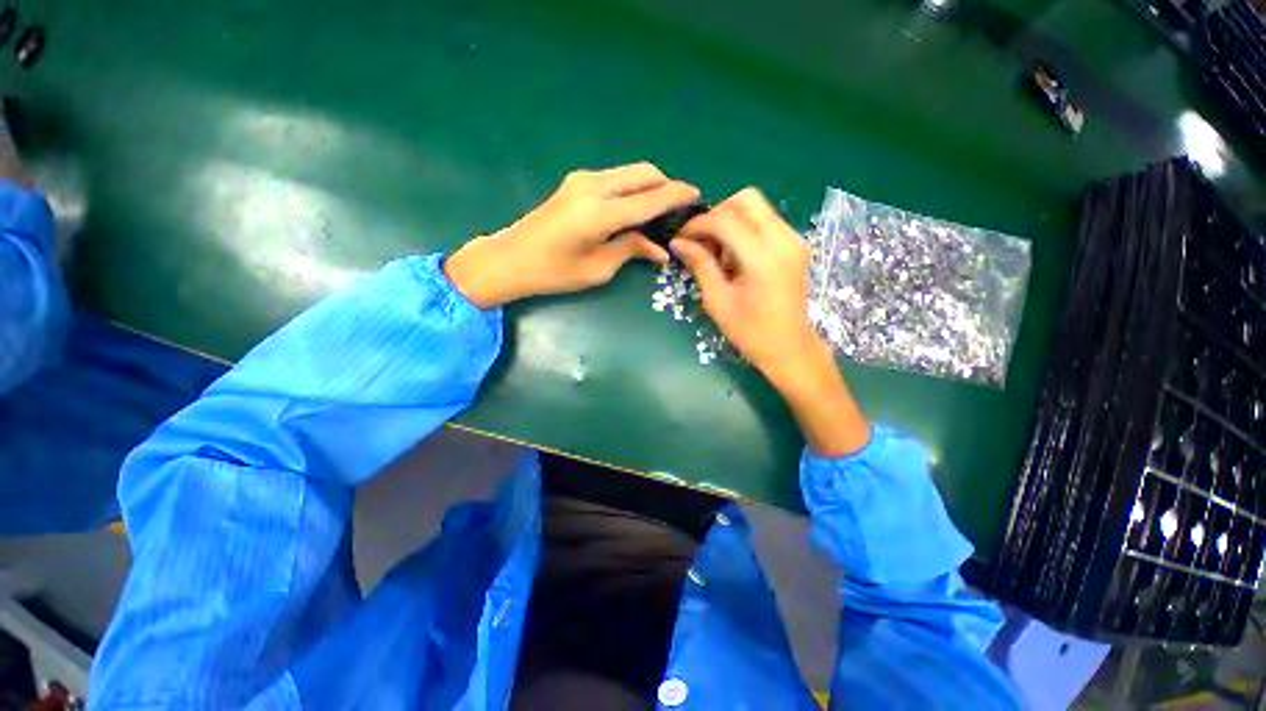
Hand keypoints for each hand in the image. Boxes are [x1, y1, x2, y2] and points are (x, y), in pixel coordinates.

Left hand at [445, 163, 699, 307]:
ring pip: (630, 172)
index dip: (678, 195)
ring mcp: (583, 179)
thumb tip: (662, 250)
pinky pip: (616, 177)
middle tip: (680, 207)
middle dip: (667, 185)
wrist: (511, 258)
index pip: (651, 197)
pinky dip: (633, 187)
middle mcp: (594, 186)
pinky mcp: (576, 181)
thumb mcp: (599, 268)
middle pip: (644, 173)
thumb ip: (633, 250)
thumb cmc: (555, 272)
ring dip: (650, 184)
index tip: (698, 196)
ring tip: (661, 209)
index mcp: (601, 213)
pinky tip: (636, 207)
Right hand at [672, 188, 869, 455]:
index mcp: (762, 257)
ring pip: (757, 207)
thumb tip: (678, 242)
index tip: (681, 239)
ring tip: (717, 252)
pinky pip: (766, 221)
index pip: (725, 220)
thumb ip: (700, 265)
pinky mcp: (795, 245)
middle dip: (717, 214)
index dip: (698, 225)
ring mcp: (794, 239)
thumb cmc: (750, 331)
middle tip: (701, 241)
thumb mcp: (718, 300)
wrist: (789, 347)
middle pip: (746, 199)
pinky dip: (745, 229)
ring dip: (731, 221)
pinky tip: (735, 256)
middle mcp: (783, 239)